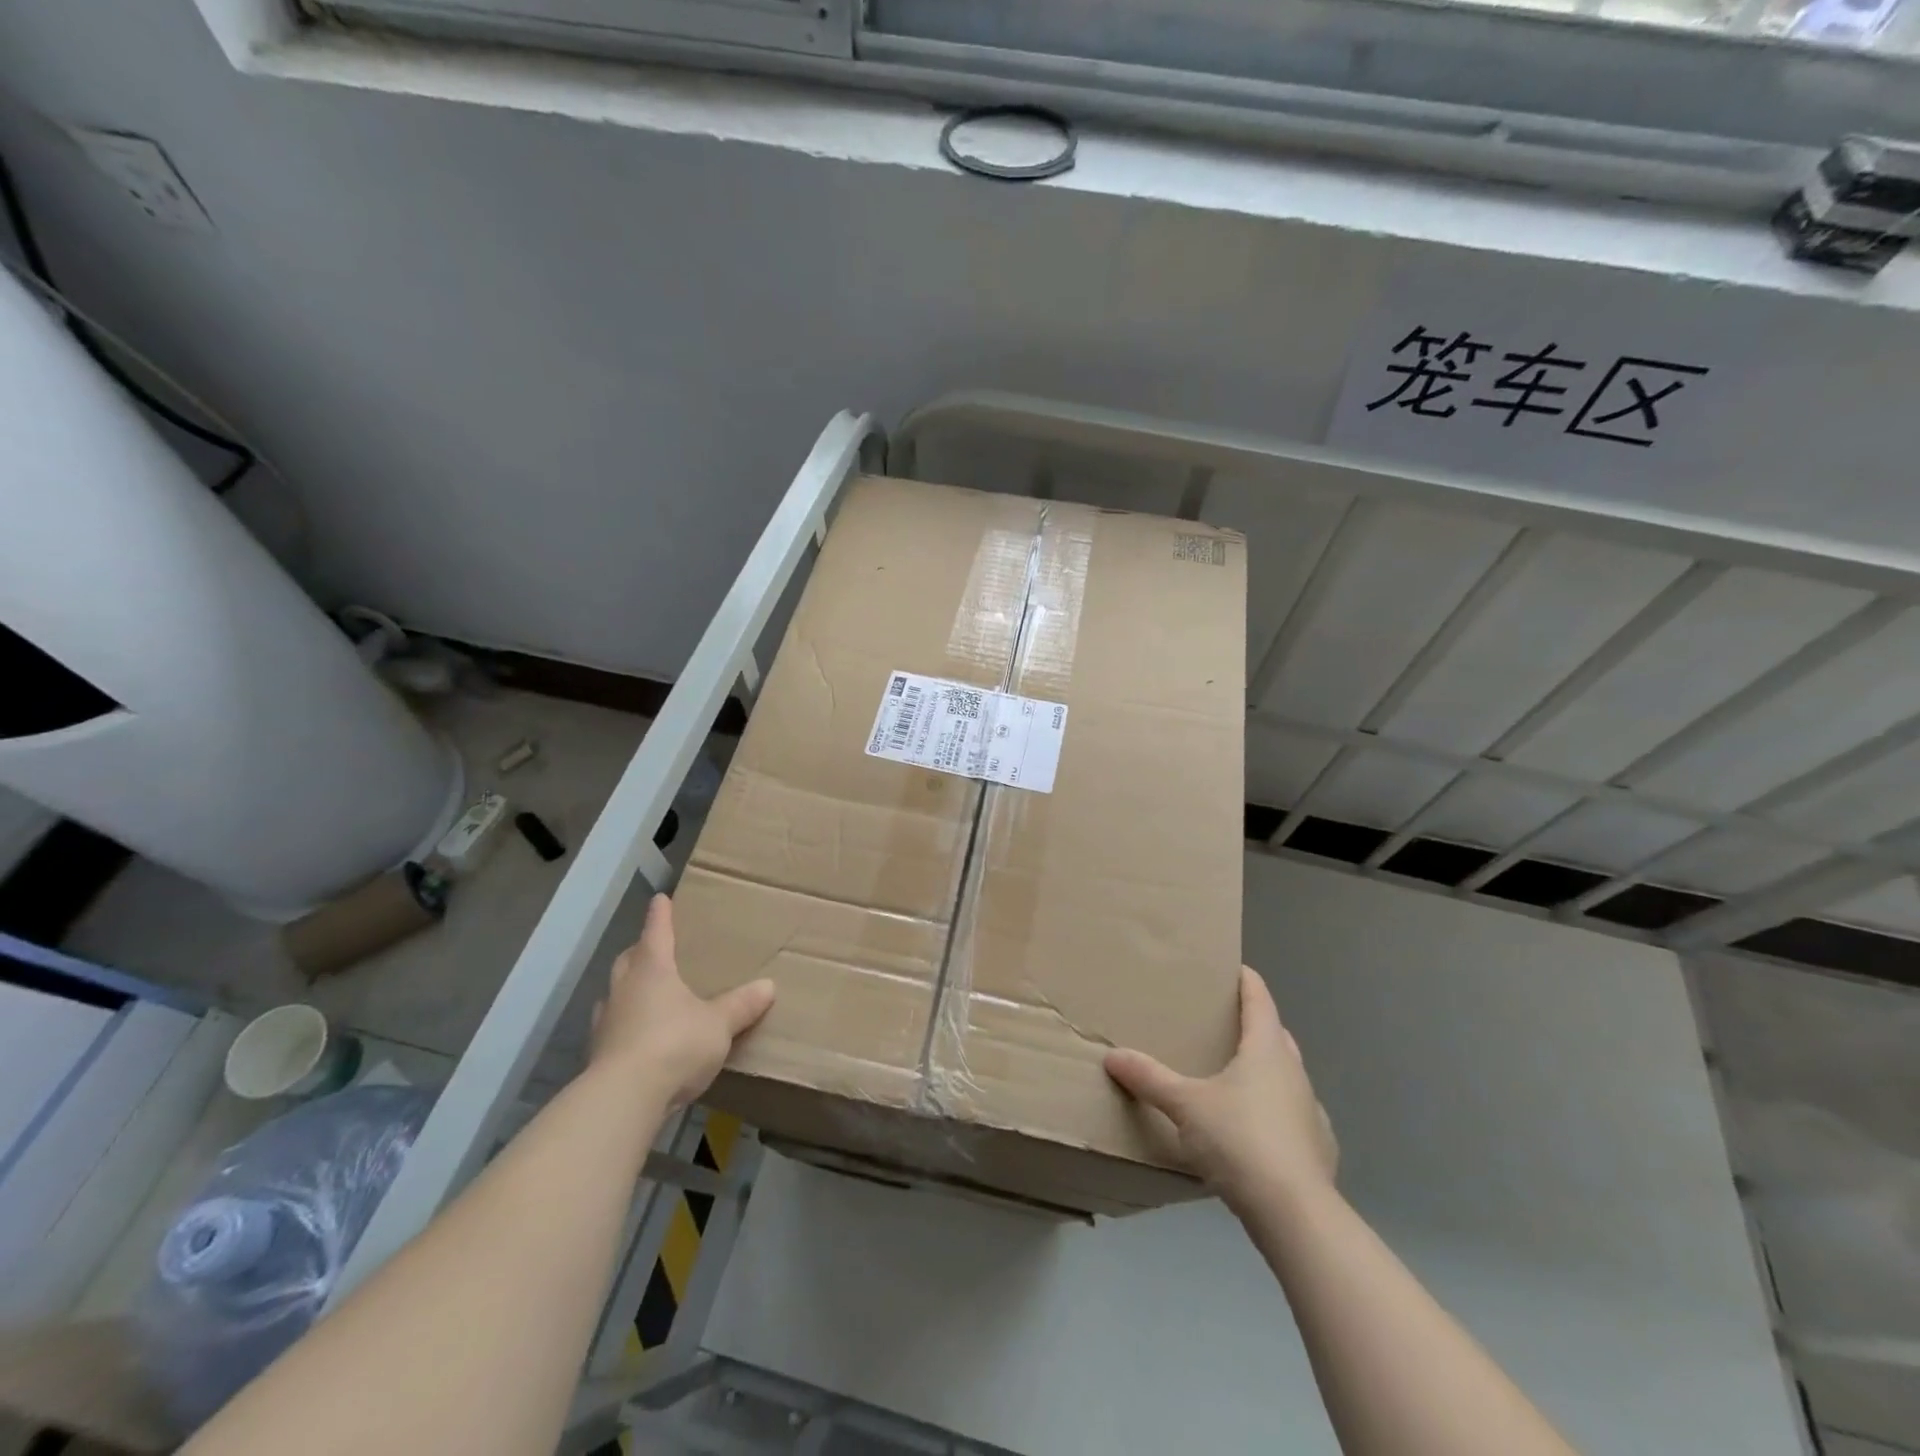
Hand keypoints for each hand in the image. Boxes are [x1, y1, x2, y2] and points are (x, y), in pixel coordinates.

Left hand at [591, 894, 774, 1110]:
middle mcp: (624, 989)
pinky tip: (639, 1036)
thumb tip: (768, 986)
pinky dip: (625, 1025)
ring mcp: (606, 1022)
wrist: (624, 1098)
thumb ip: (741, 1005)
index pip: (656, 932)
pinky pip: (613, 1028)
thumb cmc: (674, 1043)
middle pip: (628, 960)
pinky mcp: (599, 1055)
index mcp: (652, 970)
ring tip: (645, 993)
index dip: (660, 915)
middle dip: (640, 951)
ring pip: (615, 994)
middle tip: (653, 948)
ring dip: (628, 989)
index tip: (660, 899)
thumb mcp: (719, 1024)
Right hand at [1105, 966, 1336, 1210]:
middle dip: (1254, 1026)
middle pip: (1276, 1036)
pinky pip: (1293, 1117)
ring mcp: (1311, 1112)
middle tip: (1223, 1025)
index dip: (1247, 981)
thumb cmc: (1240, 1140)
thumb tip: (1113, 1056)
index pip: (1260, 1000)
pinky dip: (1275, 1114)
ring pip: (1287, 1077)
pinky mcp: (1318, 1149)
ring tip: (1234, 1079)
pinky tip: (1257, 1132)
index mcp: (1266, 1050)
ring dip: (1265, 1071)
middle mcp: (1294, 1072)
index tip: (1235, 969)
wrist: (1296, 1214)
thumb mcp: (1185, 1106)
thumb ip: (1150, 1079)